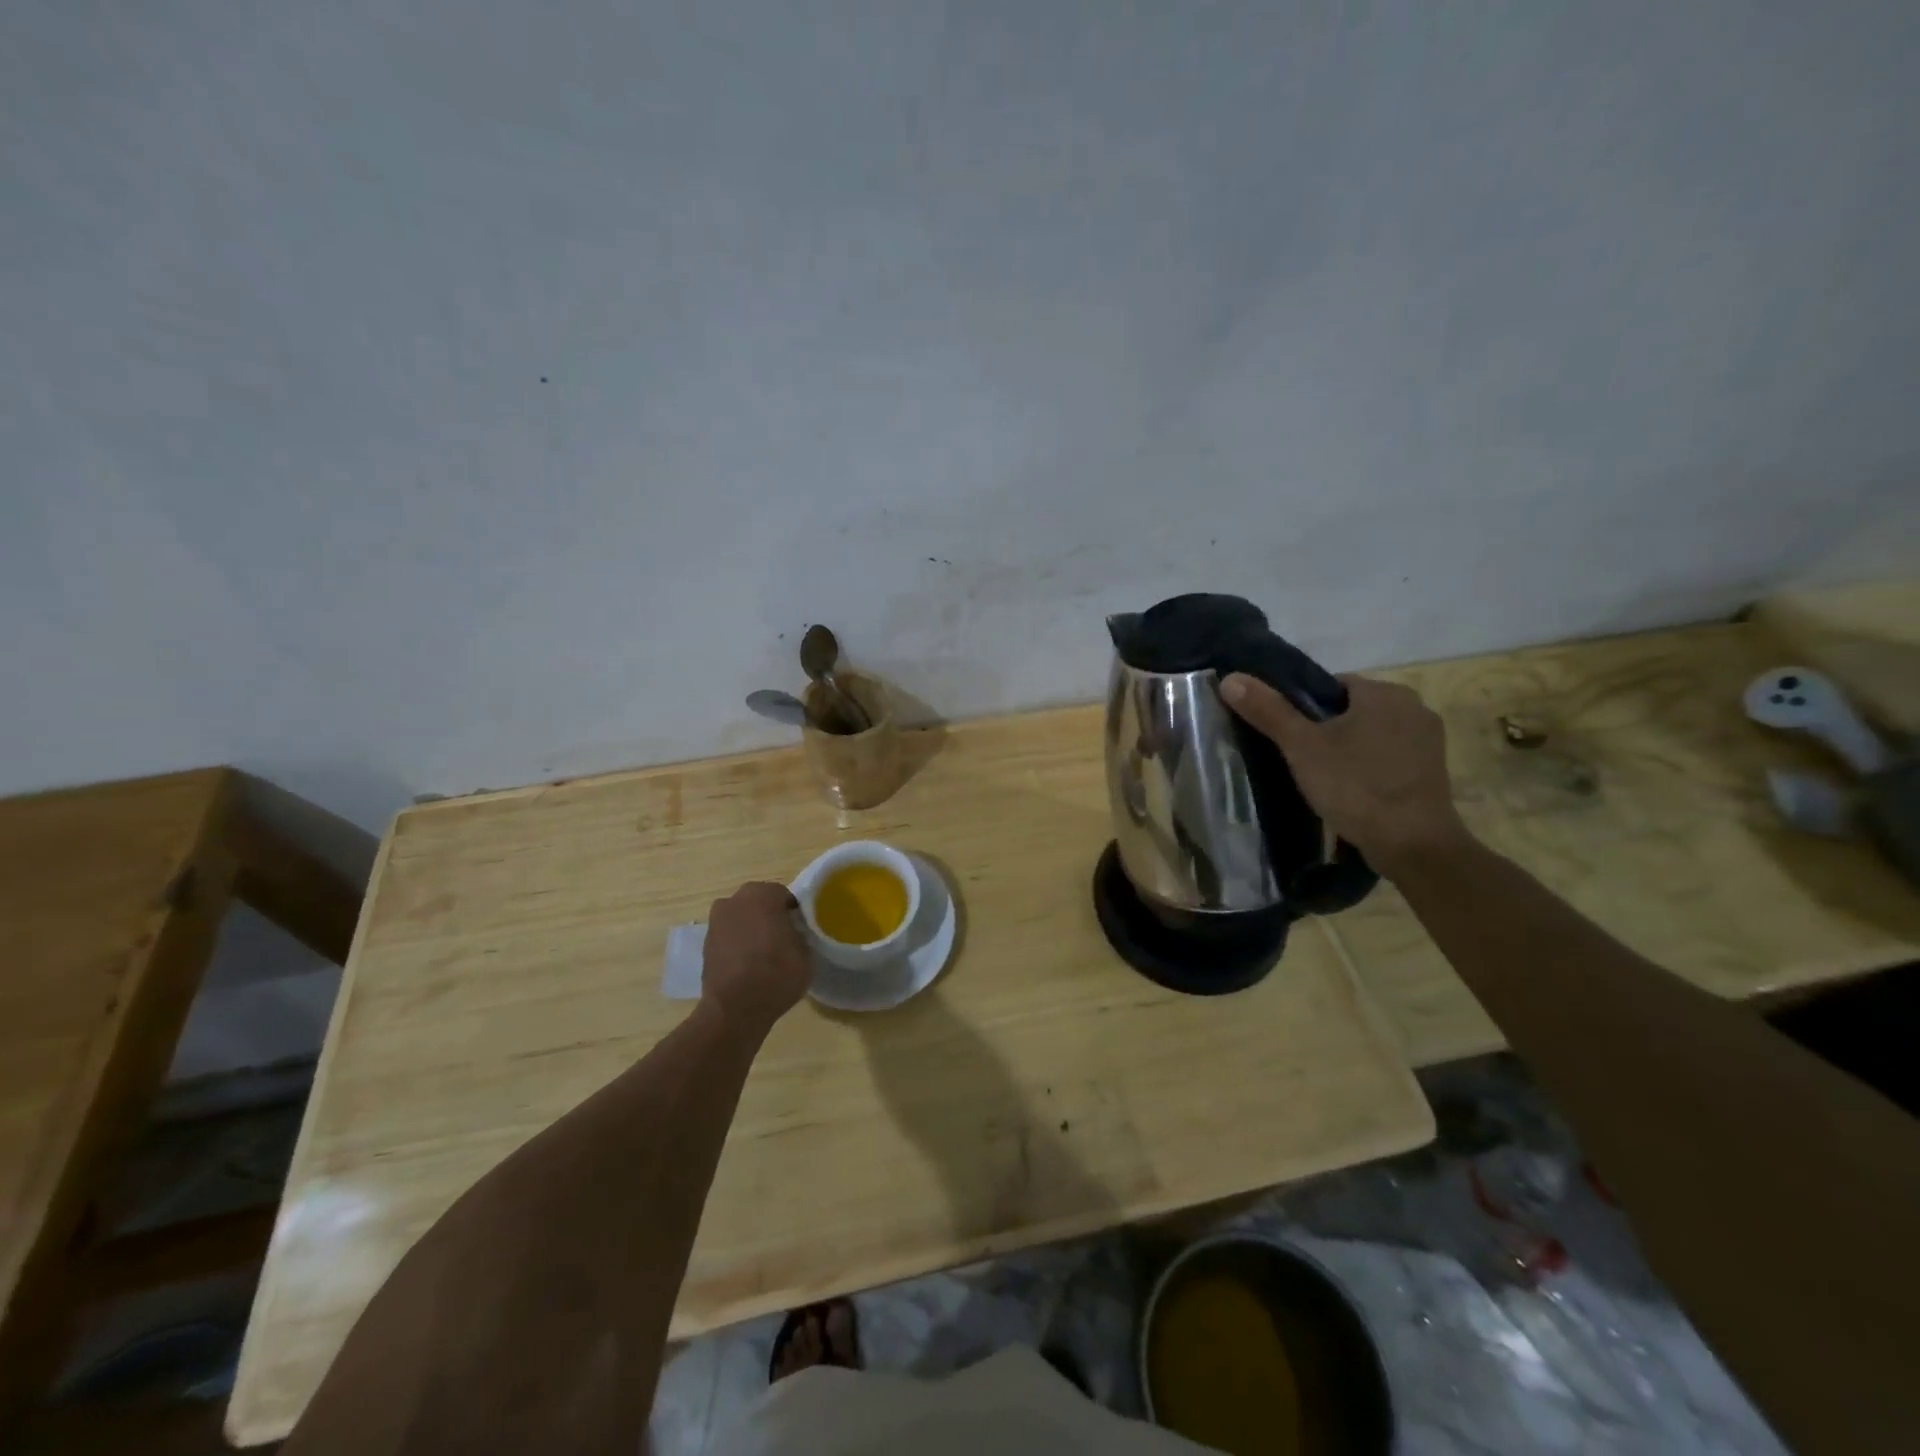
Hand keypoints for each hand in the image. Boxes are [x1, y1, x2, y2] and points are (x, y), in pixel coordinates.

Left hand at [701, 882, 811, 1033]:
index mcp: (763, 895)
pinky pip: (729, 934)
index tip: (800, 930)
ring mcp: (717, 920)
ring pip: (742, 917)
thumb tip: (793, 932)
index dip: (794, 912)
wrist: (734, 1009)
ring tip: (763, 953)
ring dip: (751, 927)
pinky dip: (737, 943)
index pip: (784, 895)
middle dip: (770, 915)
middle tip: (783, 938)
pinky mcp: (705, 943)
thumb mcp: (806, 953)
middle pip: (759, 901)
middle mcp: (736, 900)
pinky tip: (747, 963)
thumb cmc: (776, 975)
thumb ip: (801, 933)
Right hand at [1220, 672, 1468, 875]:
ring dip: (1349, 750)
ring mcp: (1429, 741)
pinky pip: (1390, 758)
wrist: (1413, 844)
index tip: (1288, 735)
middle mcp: (1414, 707)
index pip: (1331, 686)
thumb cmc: (1355, 786)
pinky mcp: (1434, 772)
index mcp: (1384, 692)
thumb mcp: (1301, 747)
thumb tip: (1231, 679)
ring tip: (1323, 779)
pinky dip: (1370, 768)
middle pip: (1352, 710)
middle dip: (1326, 730)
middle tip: (1300, 760)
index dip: (1303, 708)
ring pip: (1371, 735)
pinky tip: (1353, 792)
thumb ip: (1268, 711)